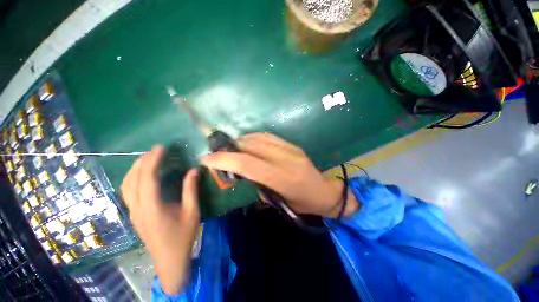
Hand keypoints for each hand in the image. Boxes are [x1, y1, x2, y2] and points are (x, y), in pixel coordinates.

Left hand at [121, 145, 199, 294]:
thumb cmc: (183, 236)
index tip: (161, 148)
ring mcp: (133, 212)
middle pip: (134, 179)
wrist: (169, 259)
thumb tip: (194, 170)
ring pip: (126, 185)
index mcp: (153, 207)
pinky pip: (128, 192)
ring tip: (147, 158)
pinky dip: (132, 178)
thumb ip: (191, 190)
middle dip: (143, 161)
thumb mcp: (192, 212)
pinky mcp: (134, 215)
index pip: (148, 178)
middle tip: (155, 150)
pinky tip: (142, 175)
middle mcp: (138, 208)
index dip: (153, 160)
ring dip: (135, 169)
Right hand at [201, 133, 358, 217]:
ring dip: (241, 142)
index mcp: (282, 179)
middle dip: (230, 148)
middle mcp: (285, 159)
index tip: (207, 159)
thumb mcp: (278, 202)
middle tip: (219, 155)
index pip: (247, 164)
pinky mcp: (293, 144)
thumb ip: (258, 183)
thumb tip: (242, 171)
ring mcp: (290, 149)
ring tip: (232, 149)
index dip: (224, 160)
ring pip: (258, 138)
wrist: (325, 191)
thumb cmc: (302, 203)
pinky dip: (253, 138)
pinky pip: (268, 136)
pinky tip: (248, 144)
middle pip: (250, 146)